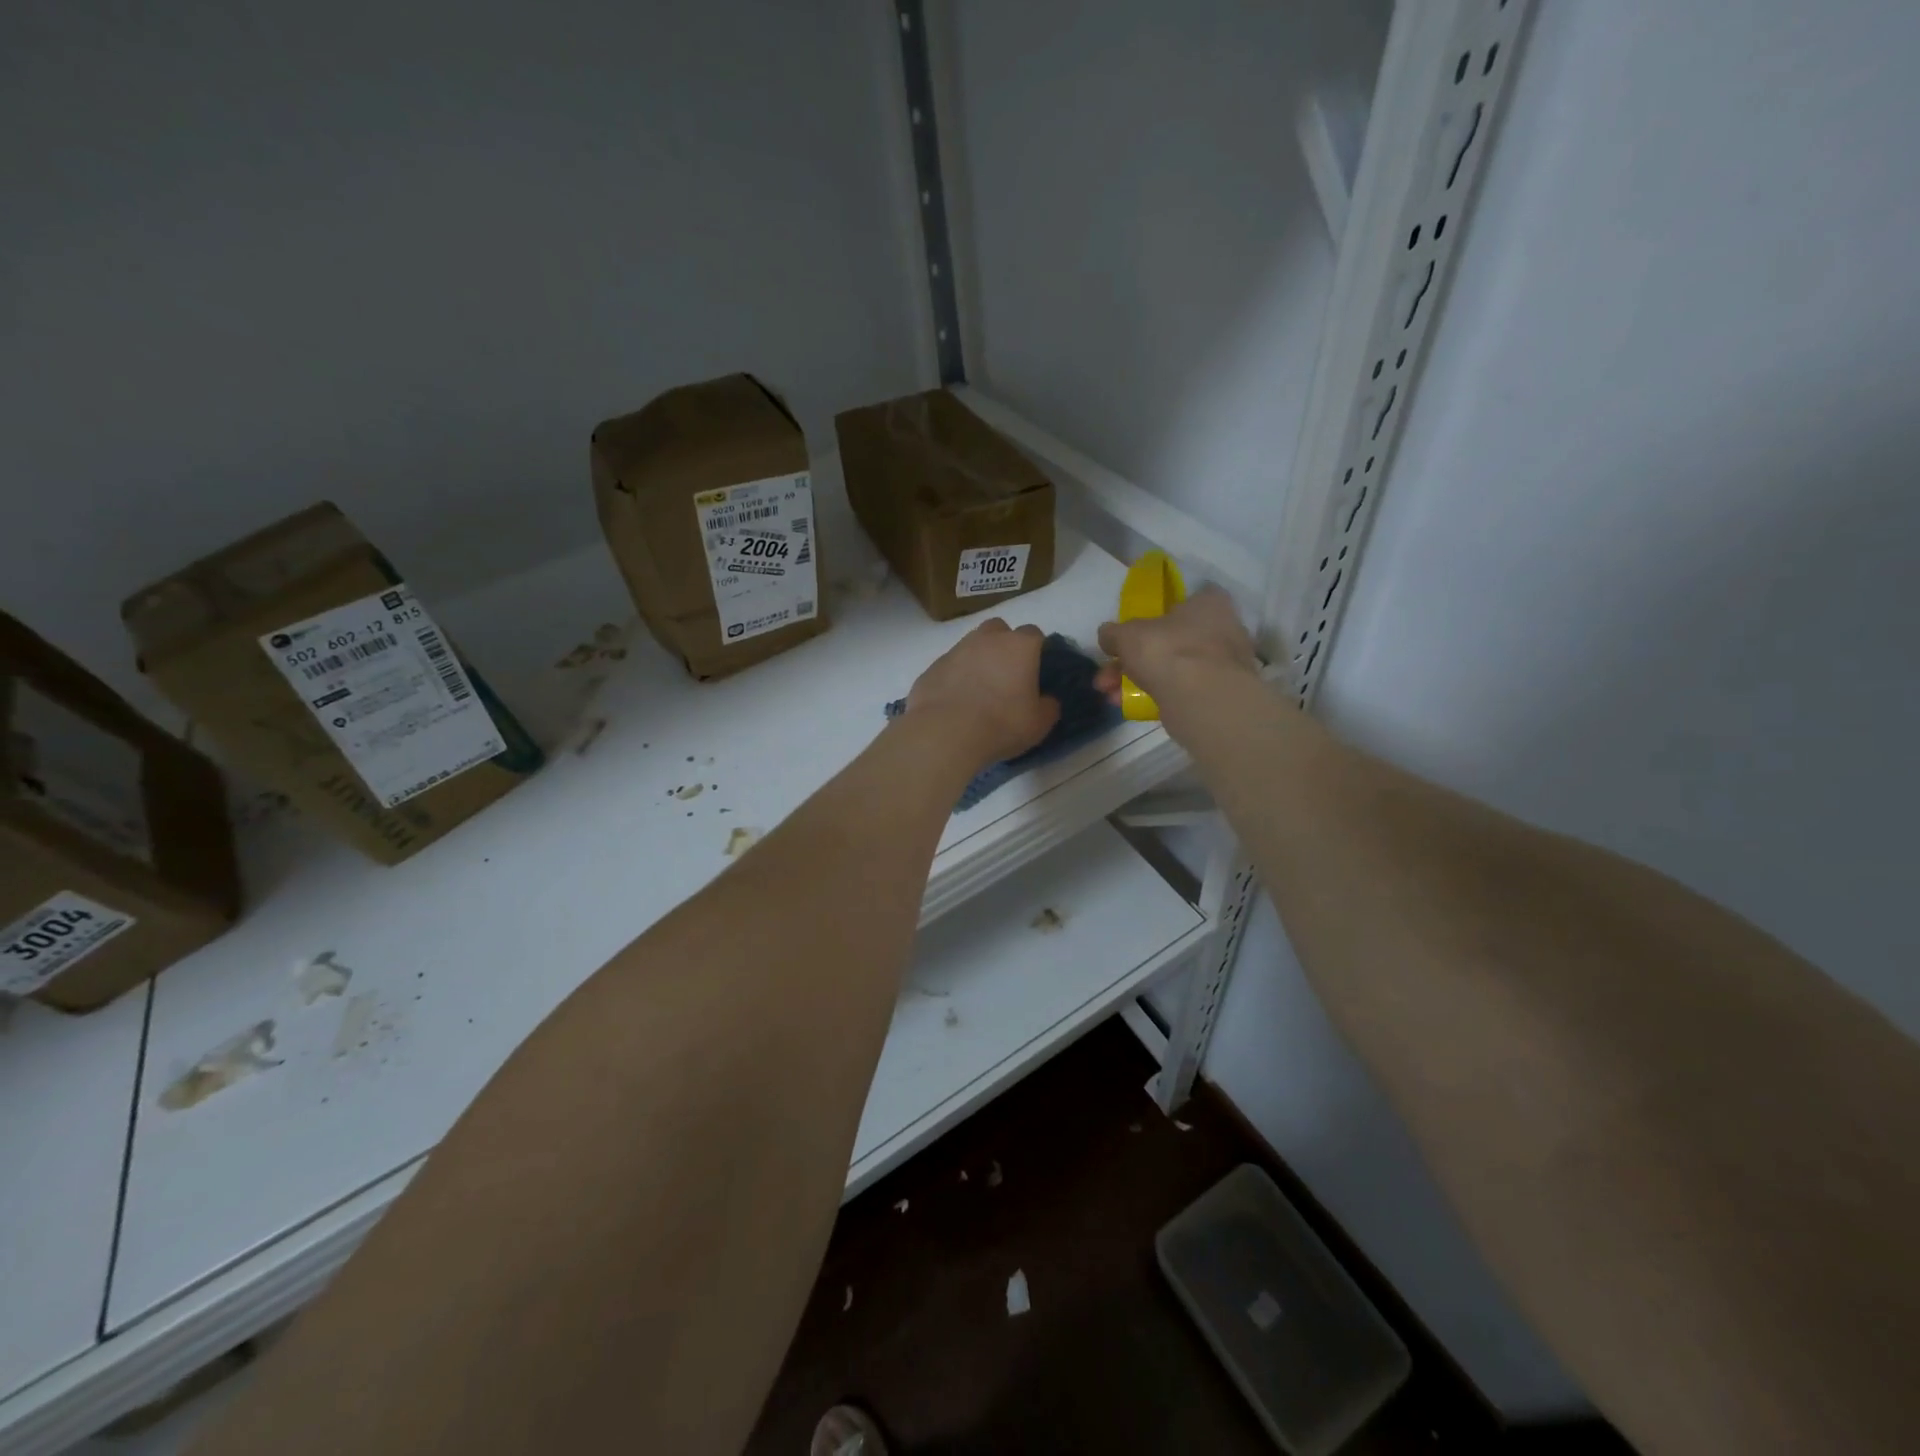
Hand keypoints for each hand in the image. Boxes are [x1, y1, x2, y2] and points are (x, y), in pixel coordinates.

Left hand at [904, 619, 1060, 768]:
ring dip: (978, 659)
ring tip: (979, 690)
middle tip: (1006, 674)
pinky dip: (954, 677)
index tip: (1035, 670)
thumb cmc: (1001, 724)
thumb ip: (1048, 707)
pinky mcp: (932, 667)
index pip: (1034, 634)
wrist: (945, 733)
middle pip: (999, 629)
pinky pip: (949, 666)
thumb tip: (1048, 700)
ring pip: (971, 645)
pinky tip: (955, 701)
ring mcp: (955, 650)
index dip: (1036, 650)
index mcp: (1019, 646)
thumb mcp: (1039, 724)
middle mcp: (987, 639)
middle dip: (1004, 644)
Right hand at [1094, 587, 1259, 708]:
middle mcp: (1222, 629)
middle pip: (1169, 641)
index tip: (1132, 634)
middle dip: (1132, 659)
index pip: (1182, 601)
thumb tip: (1107, 636)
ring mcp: (1223, 665)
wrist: (1202, 700)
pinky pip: (1181, 690)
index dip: (1154, 616)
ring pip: (1172, 668)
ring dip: (1138, 680)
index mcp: (1208, 604)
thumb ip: (1113, 633)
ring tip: (1110, 696)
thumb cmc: (1168, 651)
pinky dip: (1157, 696)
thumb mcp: (1126, 635)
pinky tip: (1129, 707)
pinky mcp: (1219, 695)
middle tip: (1107, 676)